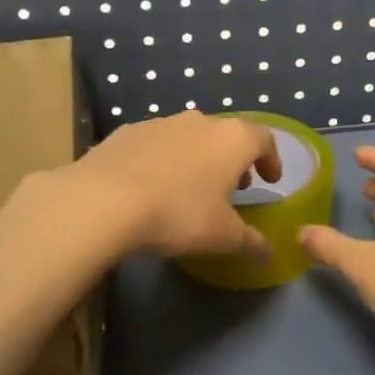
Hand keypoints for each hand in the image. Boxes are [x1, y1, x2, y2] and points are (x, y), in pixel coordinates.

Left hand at [61, 110, 281, 260]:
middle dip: (234, 160)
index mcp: (232, 139)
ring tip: (191, 188)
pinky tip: (152, 186)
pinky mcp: (128, 131)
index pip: (264, 139)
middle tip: (233, 188)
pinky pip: (156, 143)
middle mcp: (200, 121)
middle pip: (227, 135)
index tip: (270, 181)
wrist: (103, 200)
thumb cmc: (178, 214)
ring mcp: (161, 122)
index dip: (271, 160)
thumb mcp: (222, 236)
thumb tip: (268, 253)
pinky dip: (164, 159)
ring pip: (190, 136)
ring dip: (198, 158)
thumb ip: (251, 242)